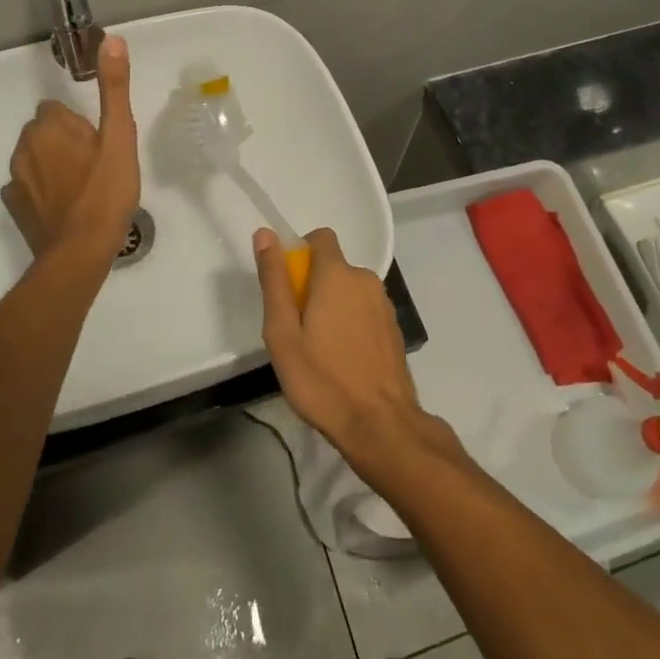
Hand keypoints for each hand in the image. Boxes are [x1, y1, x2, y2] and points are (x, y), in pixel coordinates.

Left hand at [3, 35, 139, 261]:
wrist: (80, 252)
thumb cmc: (105, 192)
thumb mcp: (120, 137)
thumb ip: (114, 88)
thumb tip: (110, 39)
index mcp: (49, 126)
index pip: (57, 109)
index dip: (80, 125)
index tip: (99, 145)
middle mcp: (24, 147)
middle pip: (45, 132)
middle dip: (65, 142)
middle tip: (96, 167)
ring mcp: (15, 179)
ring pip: (35, 158)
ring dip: (53, 165)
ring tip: (83, 189)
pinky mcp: (13, 206)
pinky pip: (27, 187)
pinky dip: (42, 191)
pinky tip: (64, 207)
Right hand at [255, 227, 427, 461]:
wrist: (381, 424)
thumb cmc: (322, 378)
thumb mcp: (283, 332)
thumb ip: (274, 280)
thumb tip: (265, 234)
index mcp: (338, 274)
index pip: (320, 237)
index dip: (300, 252)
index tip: (287, 287)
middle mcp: (365, 280)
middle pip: (333, 268)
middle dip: (312, 288)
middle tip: (297, 330)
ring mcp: (384, 305)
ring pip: (349, 291)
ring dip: (333, 307)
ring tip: (319, 351)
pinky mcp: (394, 329)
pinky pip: (364, 311)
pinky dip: (351, 324)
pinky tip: (343, 361)